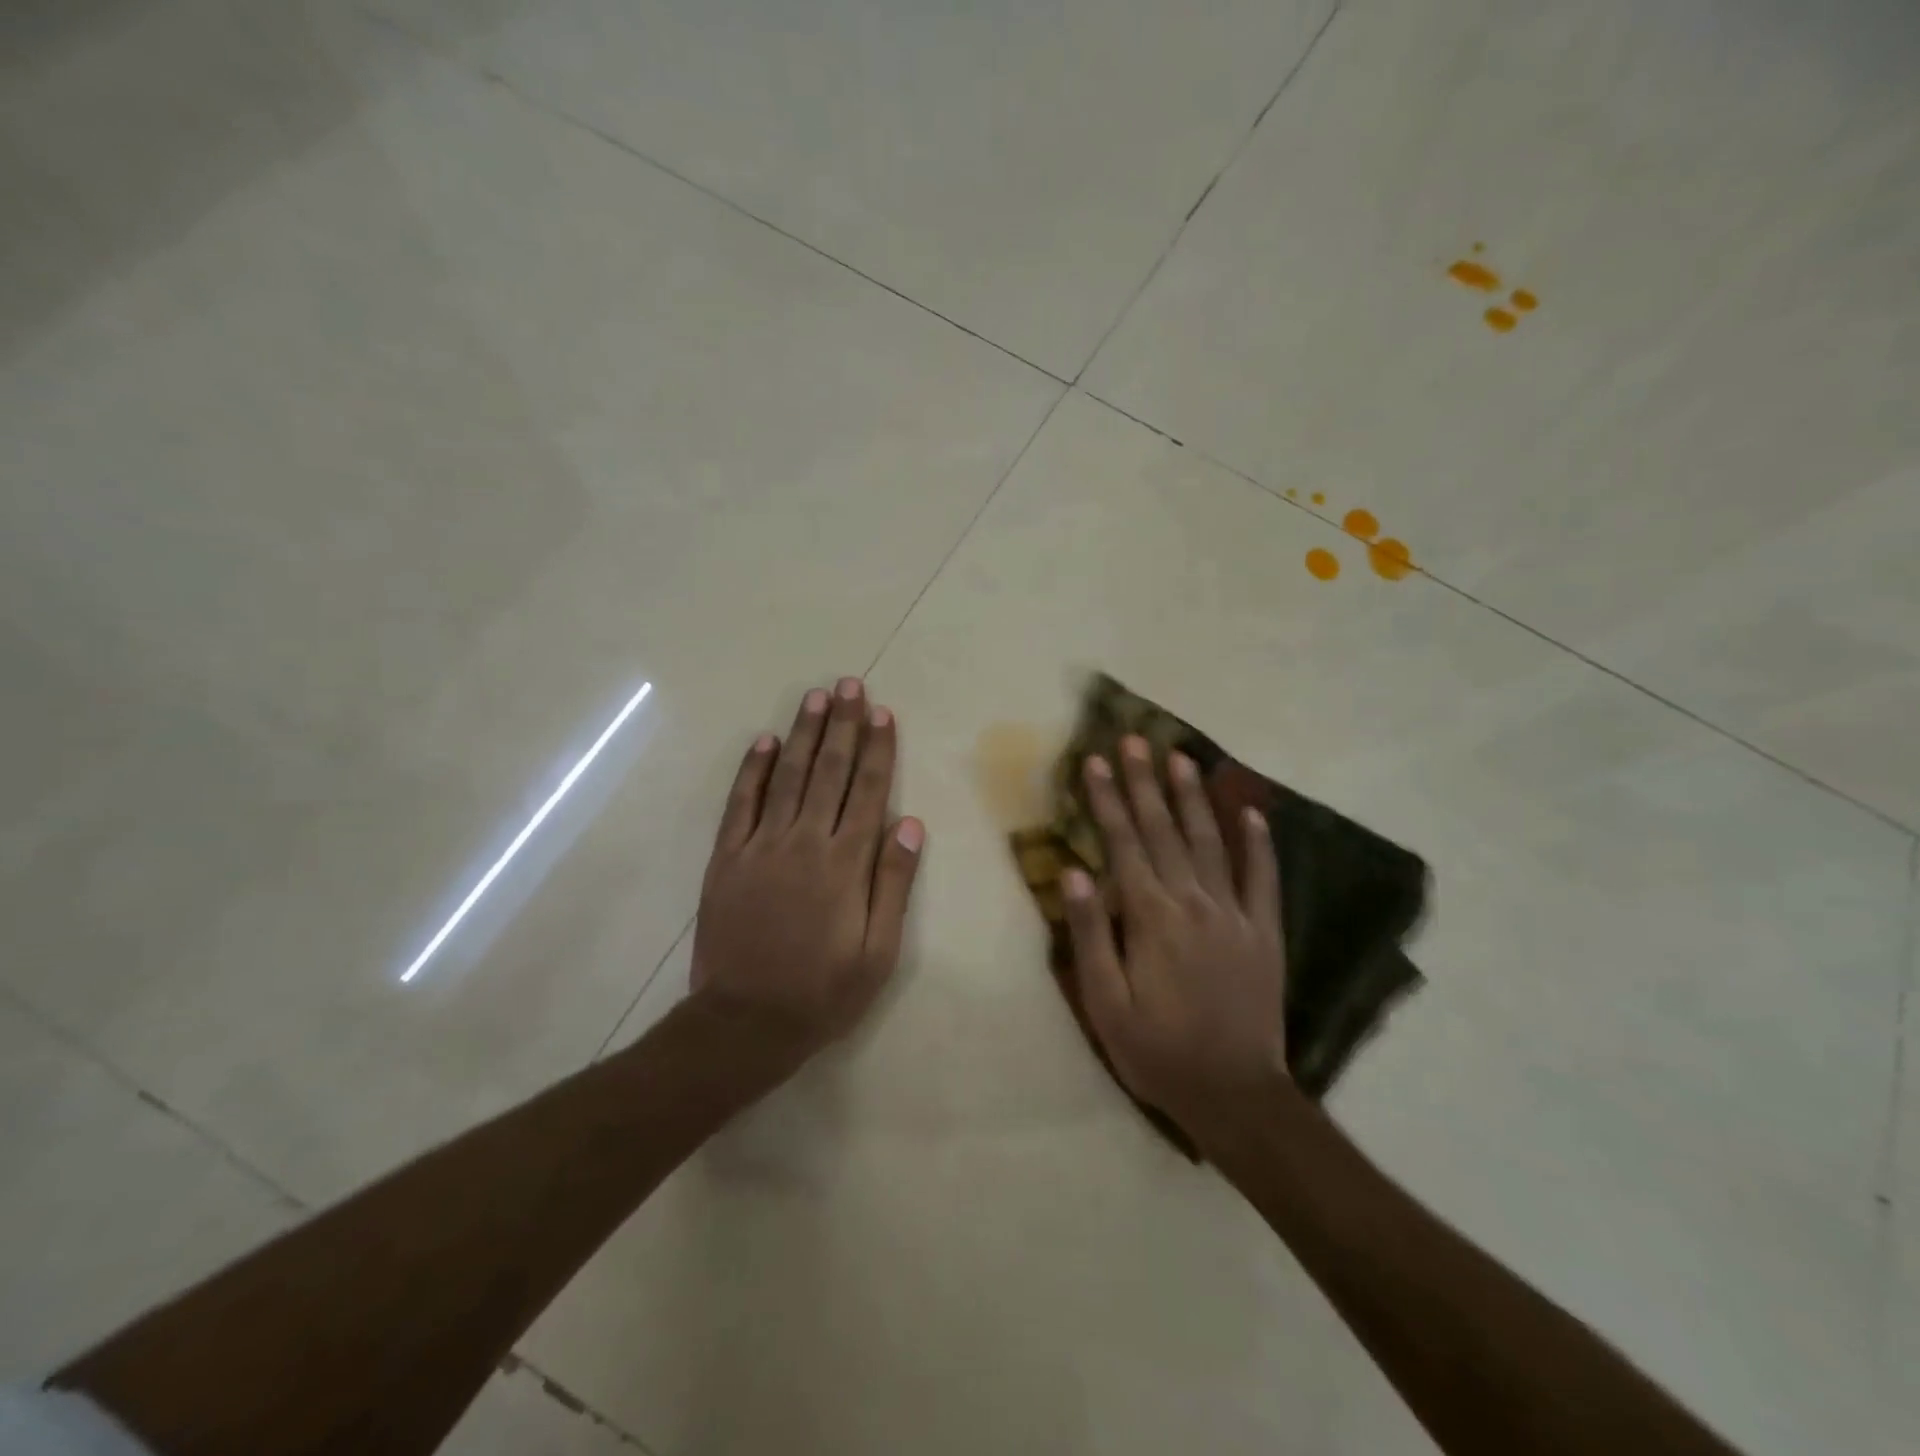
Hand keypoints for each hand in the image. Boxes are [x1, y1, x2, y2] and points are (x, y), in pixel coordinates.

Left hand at [691, 678, 925, 1062]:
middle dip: (843, 725)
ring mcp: (761, 846)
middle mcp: (805, 842)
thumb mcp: (878, 950)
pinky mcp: (727, 858)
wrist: (745, 1022)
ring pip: (788, 776)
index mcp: (845, 863)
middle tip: (850, 685)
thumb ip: (893, 883)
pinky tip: (765, 741)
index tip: (882, 713)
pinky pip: (741, 803)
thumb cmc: (823, 991)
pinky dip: (754, 769)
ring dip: (804, 734)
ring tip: (816, 697)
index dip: (878, 749)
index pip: (867, 791)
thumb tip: (909, 823)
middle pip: (829, 771)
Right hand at [1061, 735, 1287, 1133]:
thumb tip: (1074, 873)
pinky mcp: (1265, 933)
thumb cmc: (1158, 1052)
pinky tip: (1252, 813)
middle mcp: (1193, 903)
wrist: (1235, 1095)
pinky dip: (1259, 844)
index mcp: (1151, 917)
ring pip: (1211, 842)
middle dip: (1145, 782)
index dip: (1107, 800)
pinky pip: (1263, 878)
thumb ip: (1090, 935)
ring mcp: (1235, 914)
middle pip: (1164, 831)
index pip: (1123, 844)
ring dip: (1194, 798)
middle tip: (1134, 740)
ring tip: (1181, 758)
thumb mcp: (1105, 1004)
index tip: (1095, 761)